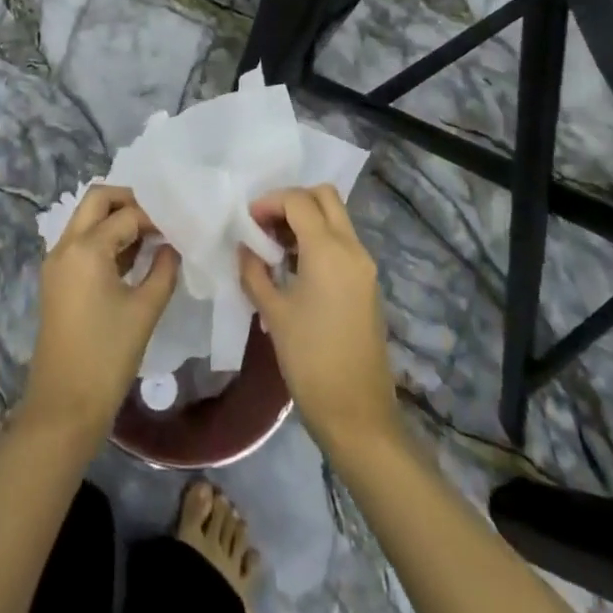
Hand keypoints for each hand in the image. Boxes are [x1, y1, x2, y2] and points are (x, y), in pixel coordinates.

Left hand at [24, 185, 179, 442]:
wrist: (63, 408)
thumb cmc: (107, 357)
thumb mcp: (144, 311)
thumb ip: (163, 270)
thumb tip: (171, 246)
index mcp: (86, 248)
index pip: (127, 215)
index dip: (155, 218)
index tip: (178, 228)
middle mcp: (66, 245)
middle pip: (97, 199)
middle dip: (128, 200)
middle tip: (157, 218)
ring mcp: (56, 262)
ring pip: (85, 218)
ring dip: (114, 218)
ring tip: (149, 236)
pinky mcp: (55, 279)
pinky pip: (80, 241)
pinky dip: (103, 238)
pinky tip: (130, 257)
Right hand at [239, 185, 400, 453]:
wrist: (358, 416)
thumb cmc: (311, 361)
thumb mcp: (274, 314)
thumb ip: (255, 272)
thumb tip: (244, 248)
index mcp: (329, 250)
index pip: (298, 200)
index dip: (269, 202)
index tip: (247, 221)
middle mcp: (352, 248)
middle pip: (324, 196)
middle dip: (292, 201)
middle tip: (265, 224)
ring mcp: (364, 266)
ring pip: (336, 218)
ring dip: (306, 220)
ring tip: (275, 247)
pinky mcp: (367, 283)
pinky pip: (343, 242)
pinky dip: (319, 239)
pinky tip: (295, 267)